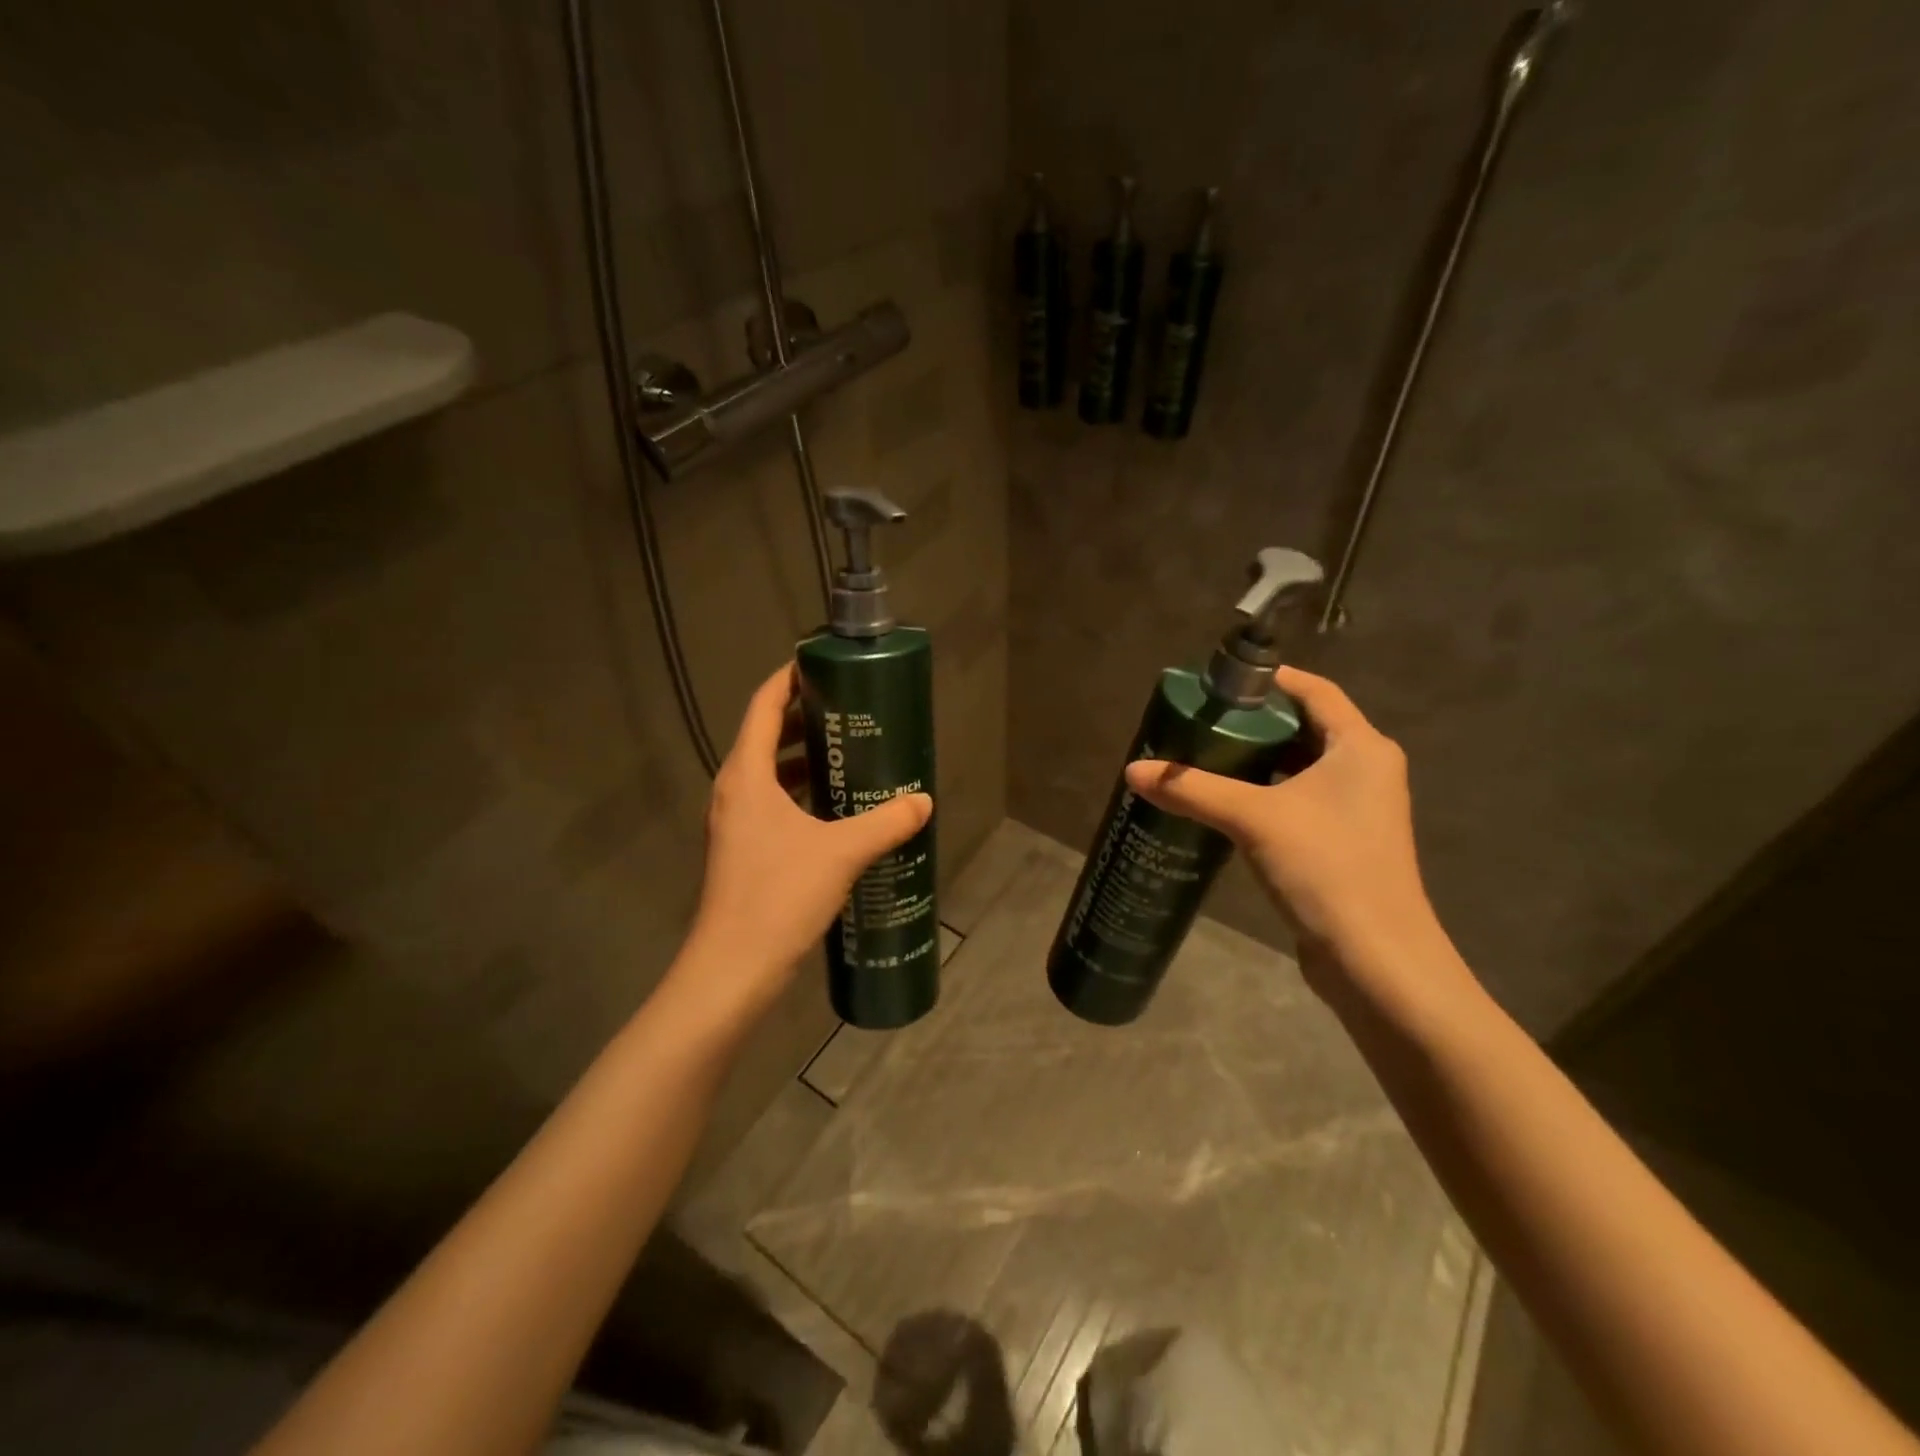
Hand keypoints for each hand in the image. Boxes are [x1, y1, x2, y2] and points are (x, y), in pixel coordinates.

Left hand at [683, 663, 932, 1017]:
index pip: (763, 706)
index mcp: (747, 776)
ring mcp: (735, 823)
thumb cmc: (778, 896)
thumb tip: (923, 801)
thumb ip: (886, 823)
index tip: (821, 663)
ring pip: (770, 774)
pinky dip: (801, 795)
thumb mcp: (841, 853)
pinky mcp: (744, 851)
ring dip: (804, 759)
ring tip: (849, 754)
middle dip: (805, 718)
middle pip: (765, 736)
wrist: (733, 969)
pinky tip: (837, 810)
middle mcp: (734, 791)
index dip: (787, 678)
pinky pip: (773, 805)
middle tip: (850, 710)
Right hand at [1124, 667, 1445, 994]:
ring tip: (1203, 757)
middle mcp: (1365, 770)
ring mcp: (1357, 810)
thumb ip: (1192, 789)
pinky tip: (1224, 805)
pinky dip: (1264, 794)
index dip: (1270, 680)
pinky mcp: (1343, 843)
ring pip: (1300, 768)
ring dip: (1257, 761)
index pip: (1315, 691)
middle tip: (1201, 721)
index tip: (1222, 682)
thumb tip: (1132, 770)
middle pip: (1305, 727)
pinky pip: (1298, 801)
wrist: (1375, 959)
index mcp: (1360, 747)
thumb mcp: (1253, 818)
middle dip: (1254, 722)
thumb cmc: (1325, 867)